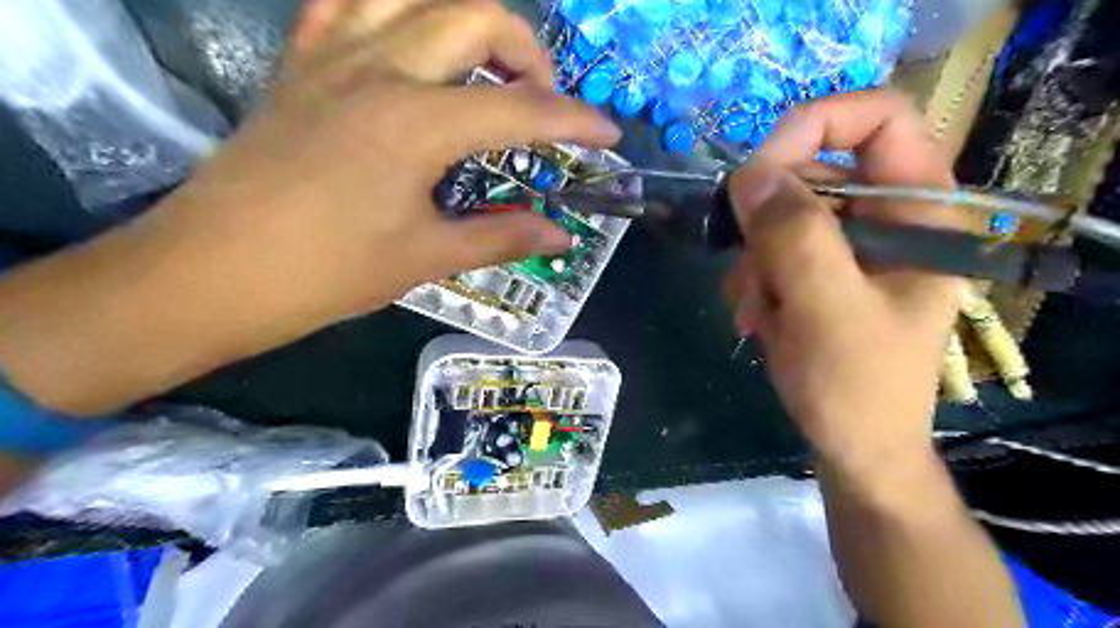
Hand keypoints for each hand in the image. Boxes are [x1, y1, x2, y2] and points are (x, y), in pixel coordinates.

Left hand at [165, 0, 620, 328]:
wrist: (213, 272)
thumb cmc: (327, 273)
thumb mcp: (426, 257)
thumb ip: (502, 236)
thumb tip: (560, 235)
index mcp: (418, 123)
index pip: (522, 109)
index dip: (575, 121)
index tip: (608, 135)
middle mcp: (381, 69)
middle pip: (476, 16)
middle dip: (529, 53)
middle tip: (542, 102)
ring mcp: (333, 57)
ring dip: (466, 19)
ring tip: (485, 66)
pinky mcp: (300, 64)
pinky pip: (349, 3)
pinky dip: (393, 10)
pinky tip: (410, 46)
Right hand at [727, 88, 963, 479]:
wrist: (854, 449)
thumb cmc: (857, 387)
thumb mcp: (827, 310)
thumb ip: (793, 237)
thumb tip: (749, 172)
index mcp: (919, 213)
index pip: (877, 119)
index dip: (814, 126)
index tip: (758, 172)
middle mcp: (886, 219)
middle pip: (813, 172)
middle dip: (767, 223)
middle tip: (750, 271)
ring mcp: (849, 248)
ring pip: (780, 216)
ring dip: (754, 263)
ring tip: (759, 313)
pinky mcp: (819, 273)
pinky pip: (769, 250)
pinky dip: (753, 281)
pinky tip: (759, 319)